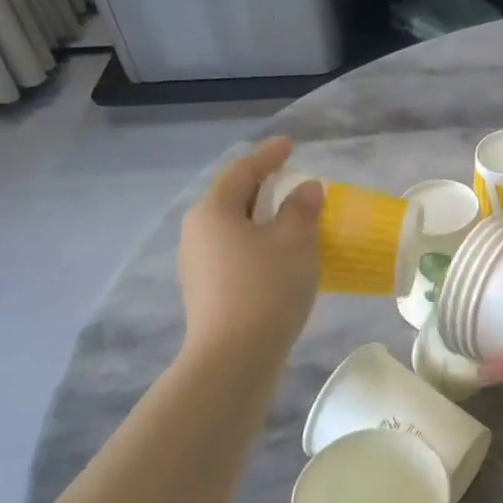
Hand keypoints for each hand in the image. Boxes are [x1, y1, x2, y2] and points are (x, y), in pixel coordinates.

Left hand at [177, 137, 322, 362]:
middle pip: (233, 199)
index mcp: (213, 211)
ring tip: (291, 221)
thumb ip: (301, 209)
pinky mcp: (206, 292)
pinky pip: (235, 254)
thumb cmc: (266, 289)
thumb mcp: (294, 242)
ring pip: (234, 230)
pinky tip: (280, 259)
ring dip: (262, 221)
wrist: (235, 358)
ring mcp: (197, 265)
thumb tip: (304, 190)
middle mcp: (197, 233)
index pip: (242, 171)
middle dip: (264, 188)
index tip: (290, 145)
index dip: (269, 155)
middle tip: (292, 182)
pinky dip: (258, 246)